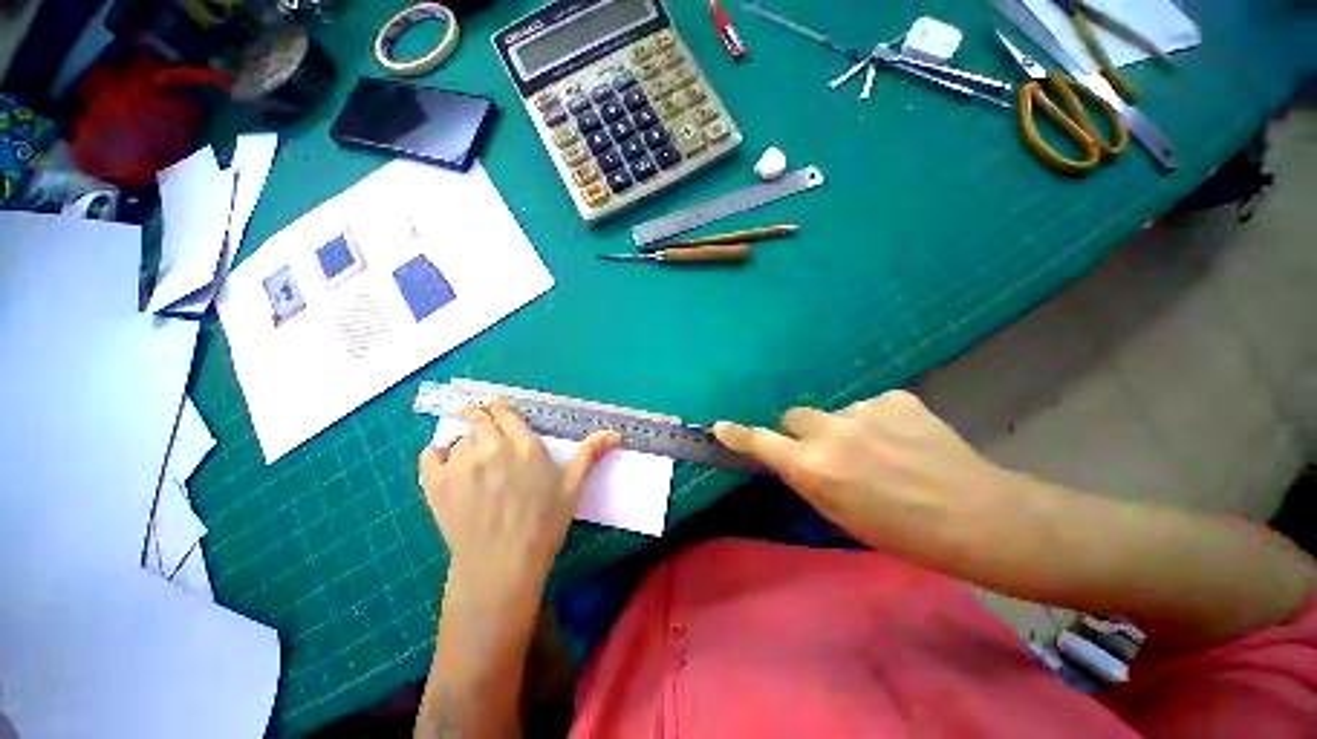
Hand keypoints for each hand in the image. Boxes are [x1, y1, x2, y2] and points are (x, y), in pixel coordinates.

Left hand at [419, 399, 620, 600]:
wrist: (501, 565)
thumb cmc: (543, 523)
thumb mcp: (572, 486)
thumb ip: (590, 453)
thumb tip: (615, 433)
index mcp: (524, 444)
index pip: (503, 412)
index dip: (497, 407)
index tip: (493, 406)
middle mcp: (491, 446)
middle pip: (477, 418)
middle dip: (476, 414)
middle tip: (475, 417)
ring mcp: (461, 464)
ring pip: (457, 438)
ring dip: (463, 440)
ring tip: (468, 453)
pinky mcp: (436, 484)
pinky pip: (430, 456)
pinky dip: (436, 454)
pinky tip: (444, 462)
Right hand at [714, 390, 1014, 556]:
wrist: (976, 516)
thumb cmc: (902, 532)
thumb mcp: (840, 514)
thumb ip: (809, 479)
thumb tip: (793, 458)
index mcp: (814, 469)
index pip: (761, 443)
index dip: (739, 435)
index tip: (722, 426)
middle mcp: (830, 433)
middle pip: (795, 416)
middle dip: (803, 432)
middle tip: (830, 451)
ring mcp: (863, 411)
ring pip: (836, 413)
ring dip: (847, 429)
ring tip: (884, 452)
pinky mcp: (894, 398)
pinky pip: (871, 406)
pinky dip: (879, 421)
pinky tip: (906, 440)